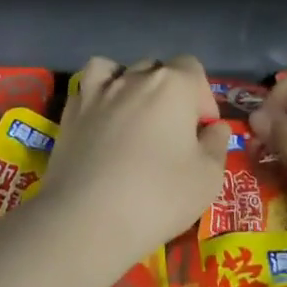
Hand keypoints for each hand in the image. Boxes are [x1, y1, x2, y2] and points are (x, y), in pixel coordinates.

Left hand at [44, 55, 231, 269]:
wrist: (88, 218)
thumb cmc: (158, 196)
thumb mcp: (208, 177)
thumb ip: (216, 144)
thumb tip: (213, 128)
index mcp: (172, 85)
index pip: (192, 68)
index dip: (203, 97)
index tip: (202, 131)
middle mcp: (134, 78)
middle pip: (157, 70)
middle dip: (169, 93)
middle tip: (172, 132)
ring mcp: (97, 92)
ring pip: (118, 70)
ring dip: (131, 85)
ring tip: (134, 117)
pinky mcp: (70, 112)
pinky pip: (87, 87)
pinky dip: (97, 95)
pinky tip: (102, 120)